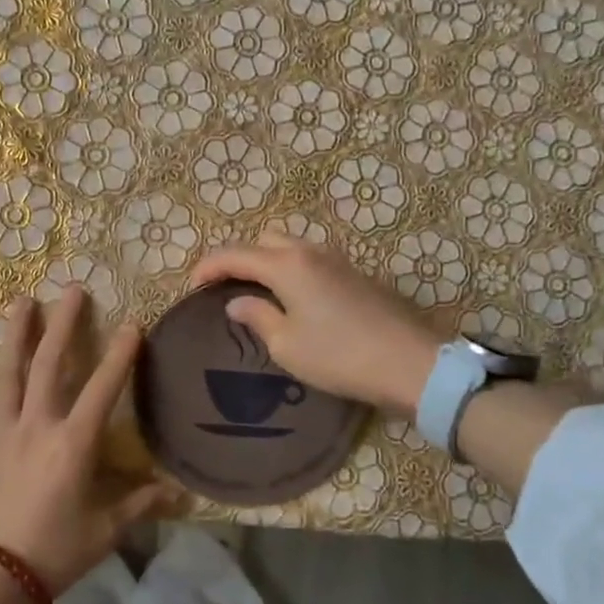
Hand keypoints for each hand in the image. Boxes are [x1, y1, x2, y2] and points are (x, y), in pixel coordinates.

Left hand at [0, 288, 170, 594]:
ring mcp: (2, 433)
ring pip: (8, 375)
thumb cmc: (53, 552)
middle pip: (51, 366)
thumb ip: (141, 505)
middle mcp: (37, 426)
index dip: (120, 355)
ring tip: (22, 301)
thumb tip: (182, 495)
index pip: (103, 389)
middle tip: (72, 290)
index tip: (132, 323)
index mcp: (73, 443)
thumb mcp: (105, 531)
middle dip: (63, 325)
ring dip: (16, 336)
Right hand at [189, 234, 440, 416]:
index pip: (235, 254)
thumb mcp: (287, 345)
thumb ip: (257, 317)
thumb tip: (238, 302)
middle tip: (226, 287)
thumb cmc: (340, 356)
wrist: (411, 363)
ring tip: (258, 293)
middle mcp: (311, 252)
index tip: (192, 285)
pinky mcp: (357, 274)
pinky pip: (312, 261)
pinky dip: (293, 271)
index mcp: (287, 264)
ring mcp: (338, 260)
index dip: (208, 266)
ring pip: (291, 247)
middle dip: (240, 258)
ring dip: (269, 262)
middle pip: (264, 240)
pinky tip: (294, 299)